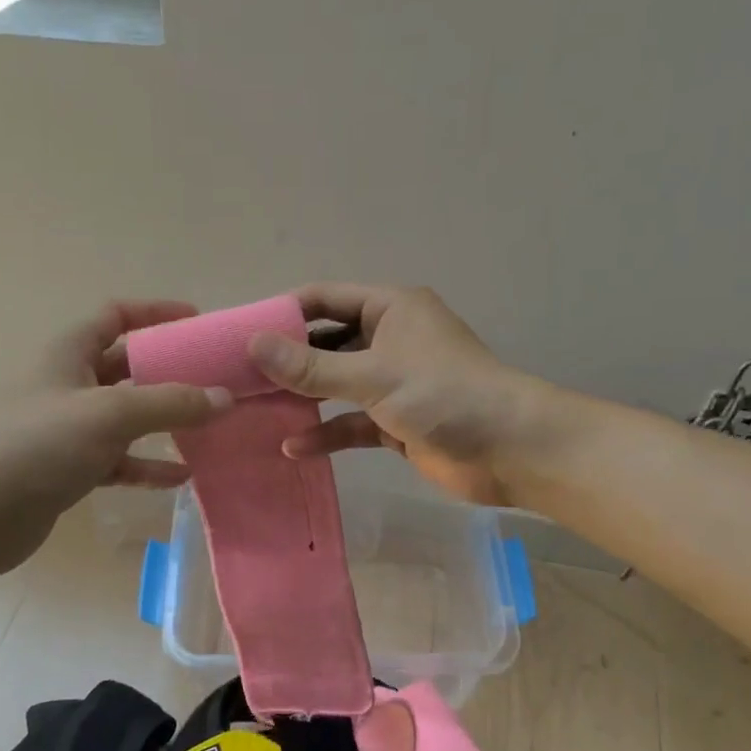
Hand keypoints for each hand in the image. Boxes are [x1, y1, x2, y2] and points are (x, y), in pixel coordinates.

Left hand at [0, 301, 231, 577]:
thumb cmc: (40, 446)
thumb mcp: (110, 415)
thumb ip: (170, 403)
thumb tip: (224, 397)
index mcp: (69, 354)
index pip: (115, 316)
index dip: (155, 313)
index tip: (197, 322)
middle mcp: (69, 385)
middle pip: (127, 367)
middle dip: (170, 371)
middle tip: (215, 379)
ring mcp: (69, 429)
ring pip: (127, 416)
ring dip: (164, 420)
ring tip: (208, 426)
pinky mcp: (70, 468)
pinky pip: (119, 459)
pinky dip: (148, 465)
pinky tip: (182, 476)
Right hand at [247, 284, 539, 505]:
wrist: (511, 451)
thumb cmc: (444, 395)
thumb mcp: (372, 376)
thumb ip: (311, 365)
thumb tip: (253, 344)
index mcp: (390, 309)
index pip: (324, 299)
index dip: (284, 313)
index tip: (240, 334)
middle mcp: (389, 338)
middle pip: (326, 342)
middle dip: (287, 361)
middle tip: (239, 378)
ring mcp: (393, 382)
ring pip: (336, 384)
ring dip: (304, 397)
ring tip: (256, 411)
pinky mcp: (395, 421)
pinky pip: (351, 422)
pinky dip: (327, 432)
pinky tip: (294, 448)